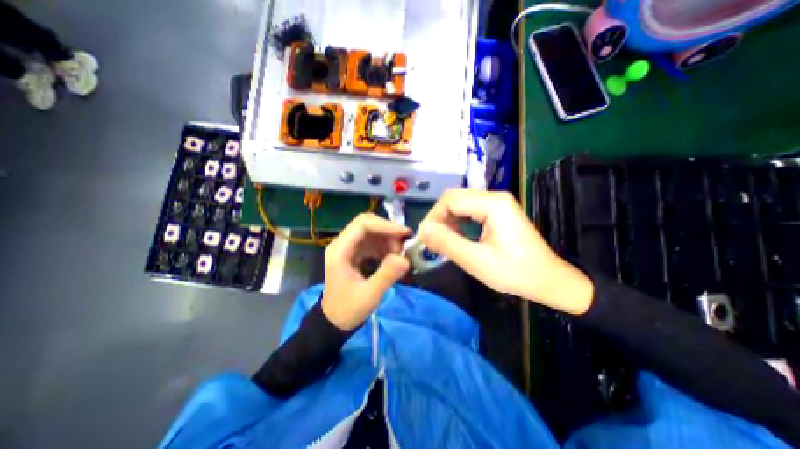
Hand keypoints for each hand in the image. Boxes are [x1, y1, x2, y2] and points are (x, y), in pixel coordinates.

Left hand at [321, 212, 411, 330]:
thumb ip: (386, 276)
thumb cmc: (347, 310)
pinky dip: (384, 246)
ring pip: (371, 232)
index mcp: (339, 251)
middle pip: (367, 224)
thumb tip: (405, 259)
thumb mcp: (369, 296)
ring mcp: (347, 247)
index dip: (385, 225)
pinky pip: (371, 241)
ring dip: (387, 239)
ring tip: (398, 255)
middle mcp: (341, 244)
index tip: (404, 234)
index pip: (362, 224)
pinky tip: (391, 258)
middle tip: (402, 248)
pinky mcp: (353, 253)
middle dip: (388, 232)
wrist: (333, 321)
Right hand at [420, 190, 591, 315]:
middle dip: (439, 218)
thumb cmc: (515, 272)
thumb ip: (447, 243)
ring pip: (460, 204)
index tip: (424, 237)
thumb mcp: (477, 261)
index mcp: (492, 204)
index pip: (450, 200)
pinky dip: (458, 222)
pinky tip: (457, 236)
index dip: (433, 217)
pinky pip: (470, 211)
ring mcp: (497, 203)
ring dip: (447, 220)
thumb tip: (423, 230)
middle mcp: (495, 197)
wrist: (548, 280)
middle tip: (431, 240)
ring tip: (443, 240)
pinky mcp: (498, 212)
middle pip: (455, 198)